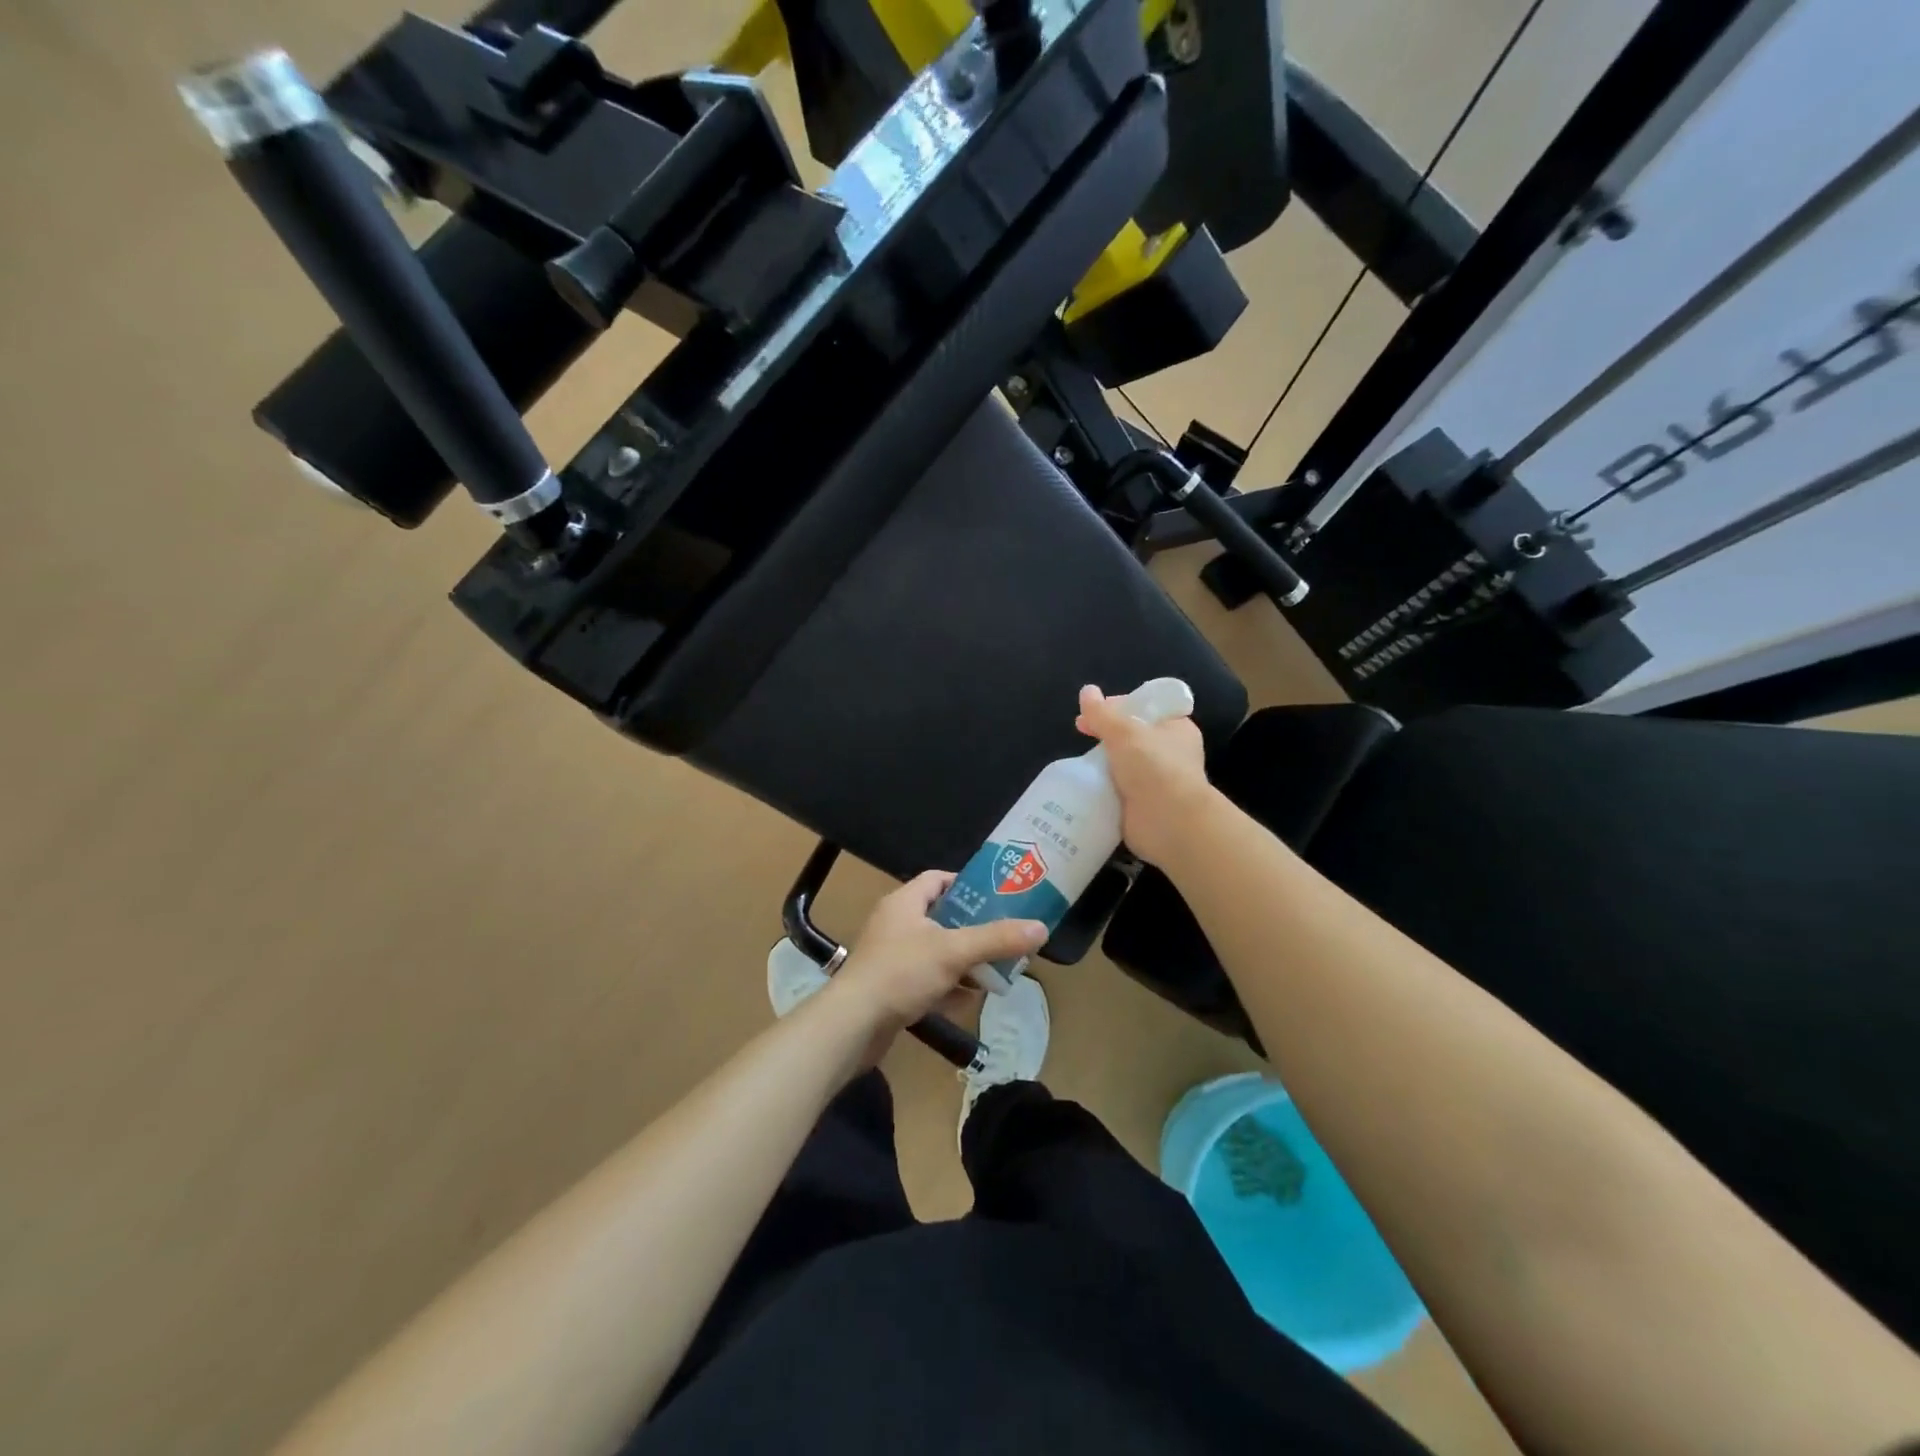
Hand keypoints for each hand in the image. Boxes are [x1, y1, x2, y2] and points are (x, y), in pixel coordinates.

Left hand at [823, 871, 1047, 1055]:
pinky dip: (947, 987)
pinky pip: (926, 981)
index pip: (938, 879)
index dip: (967, 884)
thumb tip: (1041, 928)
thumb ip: (997, 939)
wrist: (852, 1025)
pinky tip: (969, 999)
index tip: (997, 896)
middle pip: (942, 917)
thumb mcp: (954, 951)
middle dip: (973, 929)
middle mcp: (895, 924)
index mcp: (904, 903)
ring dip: (963, 961)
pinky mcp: (890, 988)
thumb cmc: (901, 973)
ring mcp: (891, 958)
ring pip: (936, 952)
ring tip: (995, 970)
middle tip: (1004, 937)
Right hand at [1075, 683, 1215, 865]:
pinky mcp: (1142, 805)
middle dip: (1105, 734)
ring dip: (1102, 762)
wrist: (1170, 822)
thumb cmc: (1154, 767)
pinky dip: (1101, 787)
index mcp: (1175, 728)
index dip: (1118, 705)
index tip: (1093, 710)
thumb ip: (1102, 713)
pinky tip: (1082, 784)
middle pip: (1131, 735)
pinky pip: (1117, 789)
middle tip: (1080, 731)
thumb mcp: (1124, 732)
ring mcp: (1156, 780)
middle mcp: (1169, 753)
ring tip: (1078, 760)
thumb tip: (1086, 691)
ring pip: (1122, 763)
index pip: (1145, 708)